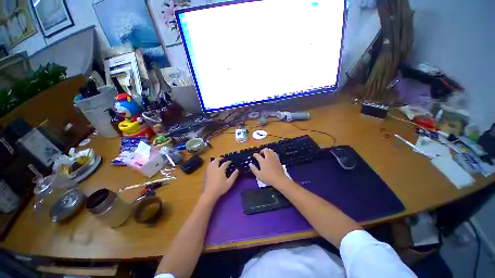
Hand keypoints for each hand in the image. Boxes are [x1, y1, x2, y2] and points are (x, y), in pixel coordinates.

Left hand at [202, 158, 238, 200]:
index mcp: (221, 170)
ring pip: (212, 162)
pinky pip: (209, 165)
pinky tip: (213, 166)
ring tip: (218, 161)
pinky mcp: (206, 173)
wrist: (210, 193)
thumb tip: (237, 170)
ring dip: (215, 160)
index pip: (225, 163)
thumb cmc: (221, 188)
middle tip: (224, 159)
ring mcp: (209, 170)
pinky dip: (212, 163)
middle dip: (220, 158)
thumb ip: (234, 175)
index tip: (231, 161)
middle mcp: (215, 168)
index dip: (228, 162)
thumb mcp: (229, 182)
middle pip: (216, 160)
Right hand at [249, 148, 290, 188]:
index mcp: (263, 161)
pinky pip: (274, 153)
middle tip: (260, 153)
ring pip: (271, 150)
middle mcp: (268, 158)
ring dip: (267, 150)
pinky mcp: (278, 160)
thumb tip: (250, 164)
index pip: (258, 155)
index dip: (255, 154)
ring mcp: (274, 158)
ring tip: (266, 153)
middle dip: (262, 150)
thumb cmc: (267, 178)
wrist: (279, 179)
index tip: (254, 155)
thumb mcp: (258, 175)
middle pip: (265, 150)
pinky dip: (272, 153)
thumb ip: (254, 169)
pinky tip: (271, 156)